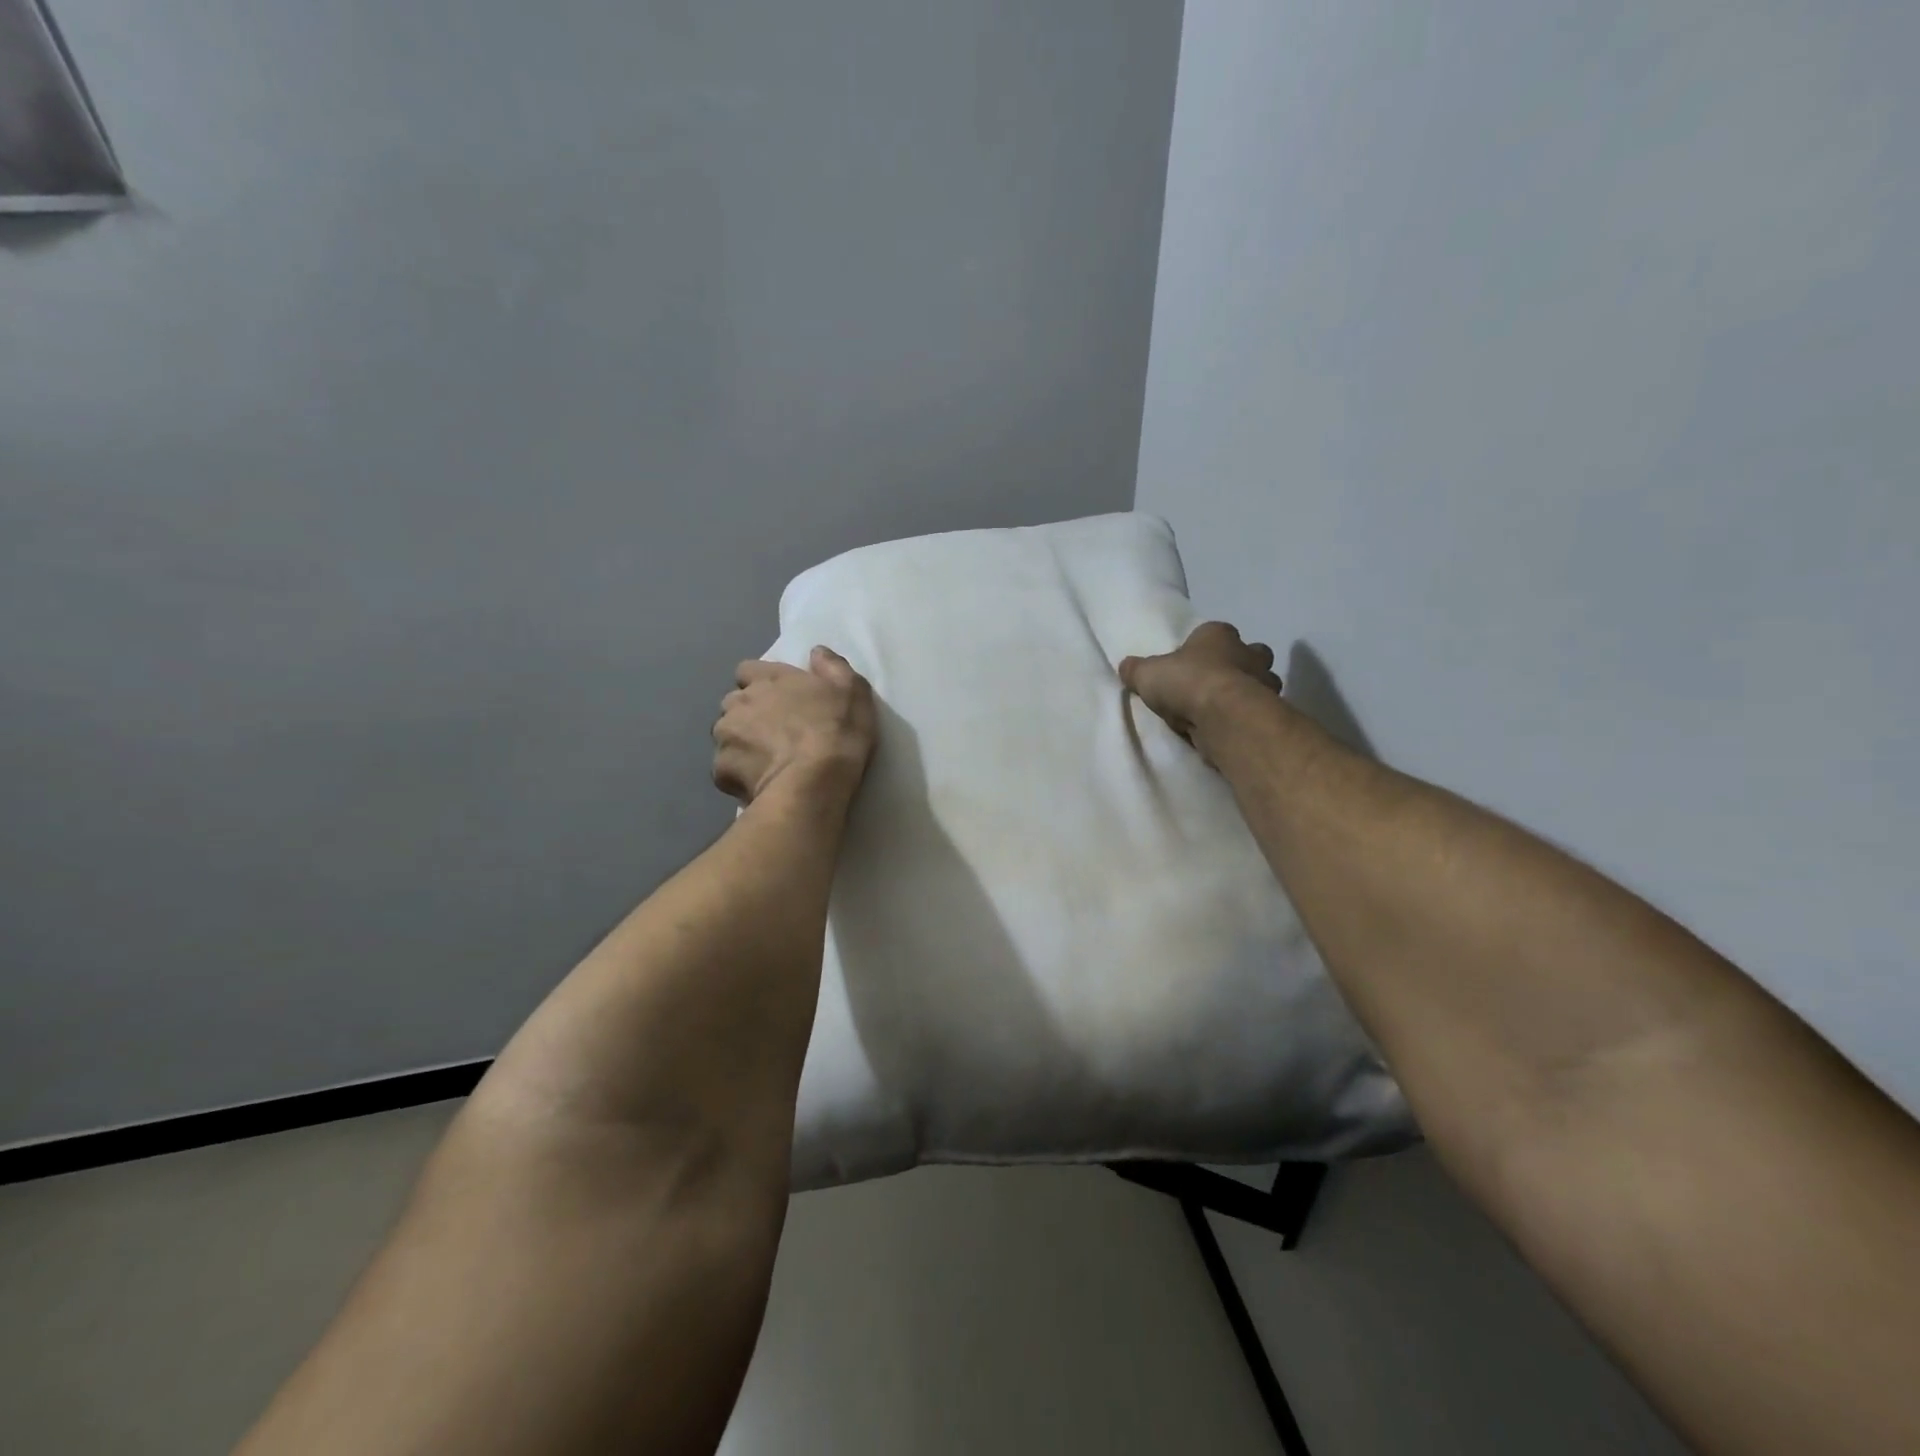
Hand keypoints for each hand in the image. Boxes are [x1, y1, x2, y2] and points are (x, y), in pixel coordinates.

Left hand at [713, 647, 876, 804]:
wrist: (813, 783)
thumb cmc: (836, 731)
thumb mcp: (853, 691)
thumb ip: (832, 666)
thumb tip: (817, 652)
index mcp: (768, 679)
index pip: (747, 669)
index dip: (761, 682)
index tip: (778, 697)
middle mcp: (738, 702)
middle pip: (734, 703)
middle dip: (749, 714)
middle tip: (776, 733)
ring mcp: (725, 737)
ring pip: (727, 736)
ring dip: (742, 744)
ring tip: (768, 762)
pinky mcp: (720, 771)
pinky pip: (726, 770)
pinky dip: (740, 774)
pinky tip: (761, 783)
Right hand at [1119, 622, 1282, 764]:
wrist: (1223, 716)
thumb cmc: (1187, 682)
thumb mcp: (1147, 674)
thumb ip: (1137, 670)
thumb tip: (1125, 666)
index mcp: (1219, 634)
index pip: (1216, 632)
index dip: (1204, 646)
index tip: (1192, 662)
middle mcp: (1249, 653)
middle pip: (1251, 654)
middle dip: (1240, 665)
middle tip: (1215, 684)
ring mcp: (1265, 683)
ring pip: (1262, 683)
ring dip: (1248, 693)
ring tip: (1222, 711)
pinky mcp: (1270, 712)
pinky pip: (1259, 711)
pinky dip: (1247, 717)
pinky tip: (1229, 728)